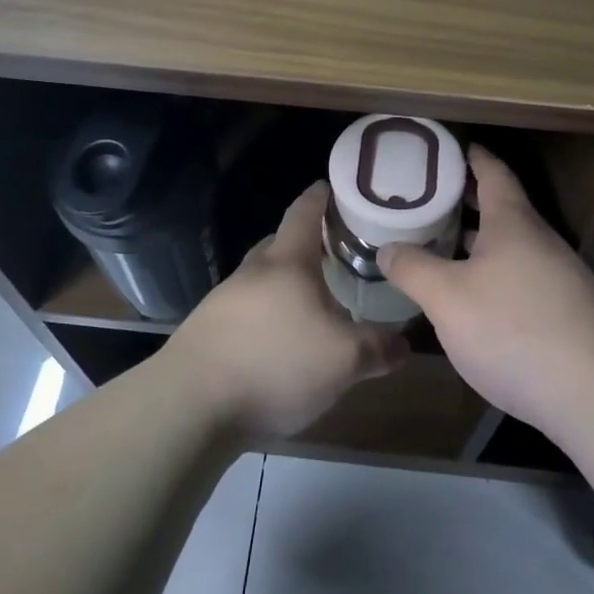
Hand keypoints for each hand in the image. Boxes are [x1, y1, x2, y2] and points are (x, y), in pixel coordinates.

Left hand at [167, 181, 408, 440]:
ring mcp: (223, 302)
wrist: (190, 406)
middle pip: (280, 245)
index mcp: (286, 263)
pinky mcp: (207, 334)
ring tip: (315, 305)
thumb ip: (378, 348)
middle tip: (338, 255)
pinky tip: (282, 345)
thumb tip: (403, 343)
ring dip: (287, 286)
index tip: (335, 187)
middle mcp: (252, 273)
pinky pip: (246, 312)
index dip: (321, 196)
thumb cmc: (275, 364)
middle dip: (307, 246)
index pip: (304, 212)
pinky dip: (268, 317)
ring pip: (263, 282)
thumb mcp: (343, 360)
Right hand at [378, 146, 593, 435]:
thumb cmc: (513, 328)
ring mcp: (557, 277)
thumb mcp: (447, 298)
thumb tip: (387, 248)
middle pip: (501, 208)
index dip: (470, 156)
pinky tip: (472, 297)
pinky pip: (520, 276)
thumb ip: (413, 269)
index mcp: (512, 222)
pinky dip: (492, 272)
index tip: (447, 147)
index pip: (492, 172)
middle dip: (465, 200)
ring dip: (477, 240)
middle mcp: (539, 241)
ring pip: (510, 246)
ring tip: (440, 244)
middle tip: (425, 198)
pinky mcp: (564, 311)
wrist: (593, 391)